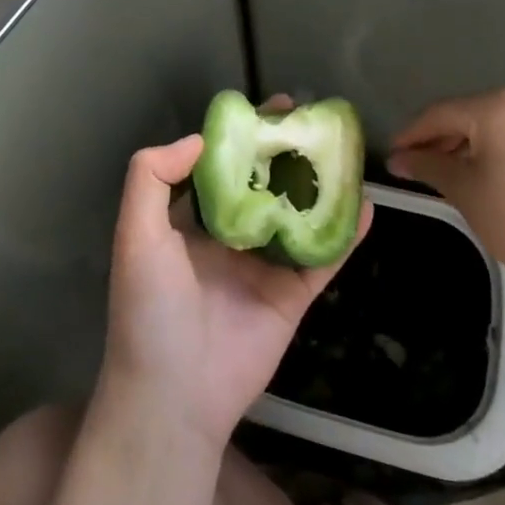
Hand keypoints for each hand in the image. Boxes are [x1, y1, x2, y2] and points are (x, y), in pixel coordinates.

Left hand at [98, 119, 370, 447]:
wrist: (174, 394)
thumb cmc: (150, 308)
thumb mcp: (135, 234)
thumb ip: (152, 177)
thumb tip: (199, 139)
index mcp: (189, 222)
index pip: (221, 167)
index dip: (242, 137)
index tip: (268, 109)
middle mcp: (228, 238)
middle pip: (263, 185)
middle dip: (284, 152)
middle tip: (310, 119)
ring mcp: (263, 267)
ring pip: (297, 216)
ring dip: (318, 185)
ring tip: (343, 150)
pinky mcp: (292, 297)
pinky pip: (323, 258)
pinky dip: (346, 233)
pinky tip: (368, 204)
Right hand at [388, 85, 504, 316]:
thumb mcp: (467, 192)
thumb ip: (428, 165)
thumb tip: (399, 158)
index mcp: (503, 103)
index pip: (442, 114)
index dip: (412, 135)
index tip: (391, 156)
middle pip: (474, 113)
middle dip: (445, 139)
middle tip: (419, 167)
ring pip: (504, 121)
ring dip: (477, 143)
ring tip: (455, 173)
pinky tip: (496, 173)